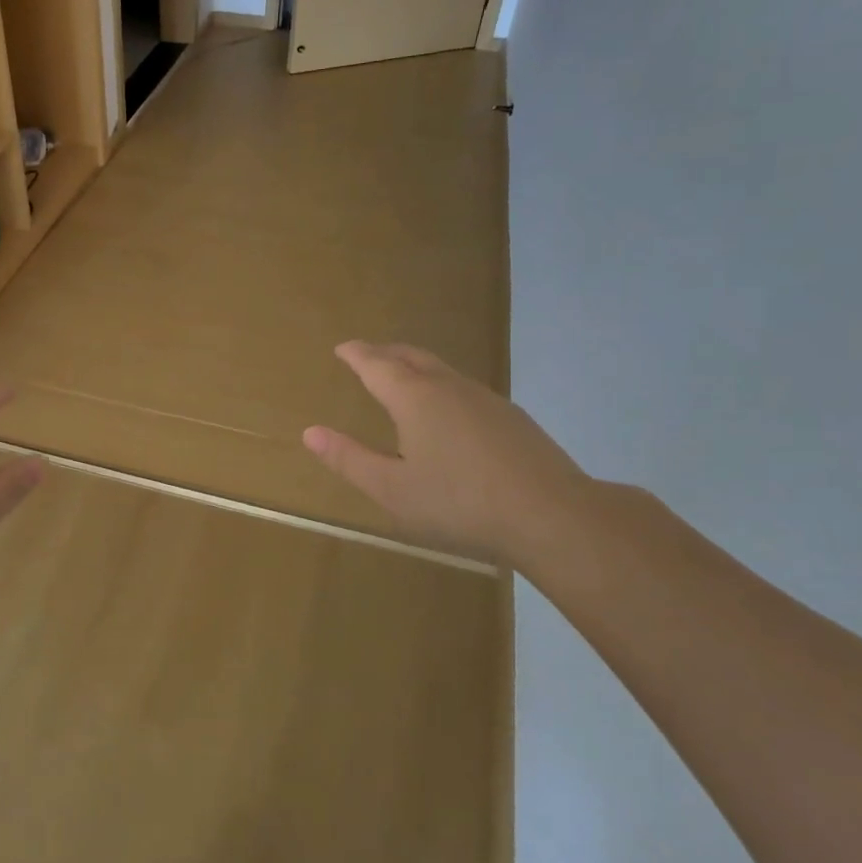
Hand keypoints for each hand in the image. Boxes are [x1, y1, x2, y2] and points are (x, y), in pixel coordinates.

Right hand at [303, 342, 594, 568]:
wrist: (551, 514)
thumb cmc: (459, 503)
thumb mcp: (392, 489)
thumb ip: (349, 459)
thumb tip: (310, 432)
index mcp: (414, 398)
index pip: (377, 365)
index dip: (356, 354)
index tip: (343, 348)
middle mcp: (449, 387)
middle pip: (412, 357)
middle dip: (386, 352)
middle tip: (368, 354)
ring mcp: (486, 399)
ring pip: (442, 370)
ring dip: (416, 366)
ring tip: (403, 378)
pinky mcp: (511, 418)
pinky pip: (464, 388)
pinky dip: (442, 386)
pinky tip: (448, 412)